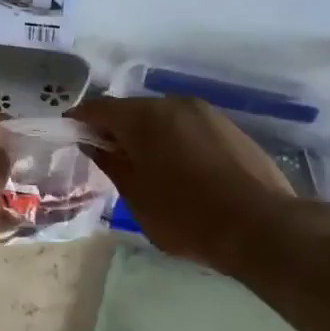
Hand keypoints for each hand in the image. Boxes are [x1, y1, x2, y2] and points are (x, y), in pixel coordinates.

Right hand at [68, 95, 310, 270]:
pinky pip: (188, 128)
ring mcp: (207, 114)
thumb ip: (112, 164)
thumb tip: (95, 145)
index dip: (80, 120)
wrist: (260, 226)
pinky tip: (177, 170)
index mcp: (145, 118)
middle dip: (115, 129)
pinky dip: (173, 141)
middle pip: (133, 110)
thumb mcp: (136, 197)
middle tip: (106, 157)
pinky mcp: (230, 128)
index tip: (69, 135)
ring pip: (163, 118)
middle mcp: (175, 104)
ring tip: (143, 167)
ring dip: (147, 135)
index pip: (100, 109)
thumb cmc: (186, 216)